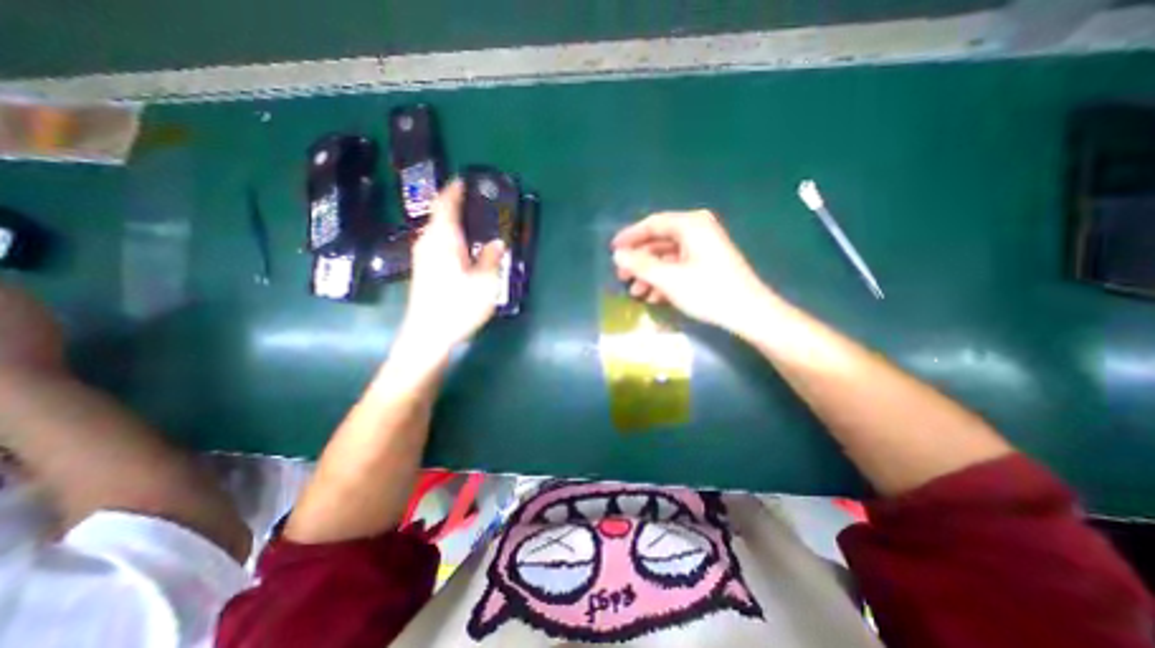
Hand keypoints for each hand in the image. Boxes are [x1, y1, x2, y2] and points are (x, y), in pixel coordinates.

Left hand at [400, 179, 502, 357]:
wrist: (428, 335)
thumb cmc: (457, 306)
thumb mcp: (484, 282)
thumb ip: (490, 258)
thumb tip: (496, 243)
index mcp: (443, 239)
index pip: (445, 205)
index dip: (454, 190)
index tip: (465, 180)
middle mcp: (428, 243)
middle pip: (440, 216)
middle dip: (456, 206)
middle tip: (478, 202)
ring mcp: (424, 257)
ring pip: (439, 231)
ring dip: (454, 223)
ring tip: (475, 223)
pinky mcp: (425, 271)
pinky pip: (438, 244)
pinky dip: (451, 238)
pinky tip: (465, 247)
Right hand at [612, 209, 774, 334]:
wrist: (749, 313)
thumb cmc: (707, 292)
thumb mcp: (668, 279)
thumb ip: (640, 265)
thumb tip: (618, 255)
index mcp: (690, 225)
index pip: (653, 224)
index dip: (630, 237)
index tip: (612, 250)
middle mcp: (698, 230)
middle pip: (659, 241)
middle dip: (639, 261)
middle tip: (622, 277)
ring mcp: (704, 247)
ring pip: (667, 257)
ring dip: (650, 274)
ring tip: (636, 293)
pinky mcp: (708, 263)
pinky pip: (679, 266)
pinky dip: (665, 279)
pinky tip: (654, 297)